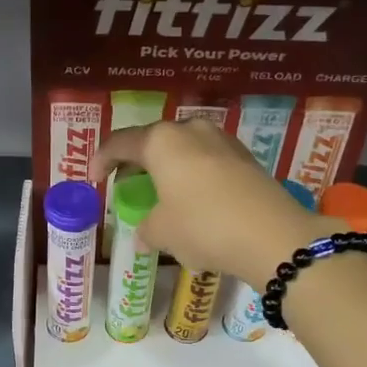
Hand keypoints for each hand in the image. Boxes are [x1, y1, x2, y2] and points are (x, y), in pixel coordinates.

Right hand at [92, 120, 330, 288]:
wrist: (272, 235)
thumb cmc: (203, 226)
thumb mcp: (163, 233)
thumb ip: (146, 229)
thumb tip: (143, 235)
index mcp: (162, 141)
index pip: (120, 143)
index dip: (101, 159)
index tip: (94, 178)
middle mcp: (191, 131)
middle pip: (154, 142)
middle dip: (138, 164)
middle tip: (129, 188)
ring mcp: (223, 141)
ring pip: (184, 152)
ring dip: (169, 171)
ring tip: (163, 197)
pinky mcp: (246, 159)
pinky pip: (208, 164)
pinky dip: (194, 179)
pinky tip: (195, 205)